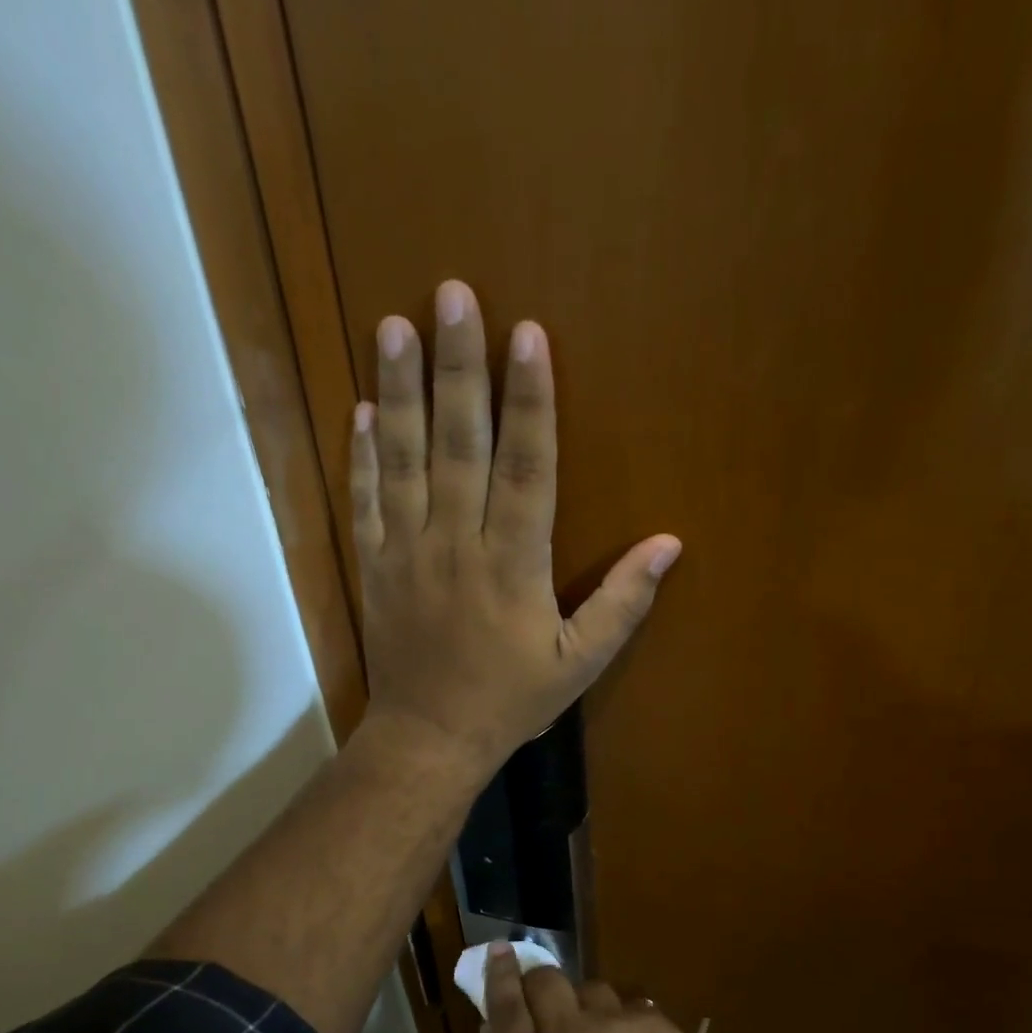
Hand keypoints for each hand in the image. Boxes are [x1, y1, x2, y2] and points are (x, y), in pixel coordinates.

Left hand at [350, 280, 680, 774]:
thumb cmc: (510, 700)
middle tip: (453, 294)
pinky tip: (364, 408)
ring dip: (401, 390)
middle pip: (460, 444)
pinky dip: (363, 454)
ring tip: (396, 325)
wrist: (429, 738)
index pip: (527, 466)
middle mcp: (457, 544)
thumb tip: (668, 545)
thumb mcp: (578, 663)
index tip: (527, 334)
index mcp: (514, 564)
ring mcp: (407, 552)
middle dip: (460, 367)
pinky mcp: (374, 566)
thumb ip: (622, 603)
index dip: (530, 399)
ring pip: (404, 460)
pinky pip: (366, 500)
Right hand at [483, 943, 731, 1032]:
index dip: (500, 975)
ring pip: (590, 987)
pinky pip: (630, 1006)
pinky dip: (626, 1021)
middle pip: (545, 981)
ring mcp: (612, 1023)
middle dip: (541, 981)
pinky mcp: (651, 1020)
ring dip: (587, 1004)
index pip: (505, 1009)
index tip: (500, 950)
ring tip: (600, 1030)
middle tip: (546, 995)